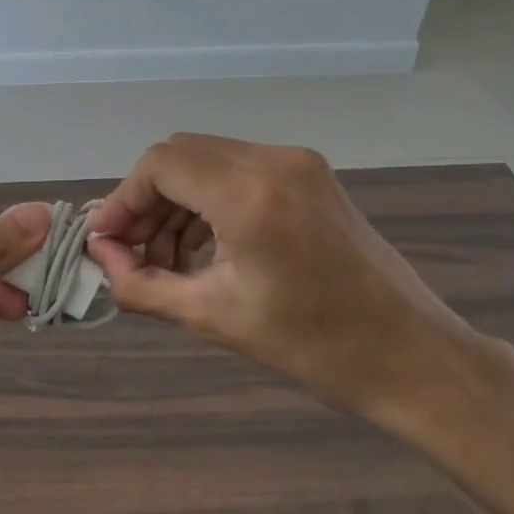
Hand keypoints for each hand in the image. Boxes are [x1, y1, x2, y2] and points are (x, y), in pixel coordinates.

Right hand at [87, 134, 484, 424]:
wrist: (413, 357)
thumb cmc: (314, 347)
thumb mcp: (214, 317)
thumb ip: (142, 284)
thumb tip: (100, 256)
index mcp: (251, 195)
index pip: (160, 165)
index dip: (122, 199)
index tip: (105, 241)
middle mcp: (274, 161)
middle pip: (180, 156)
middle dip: (146, 201)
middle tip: (130, 253)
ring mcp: (298, 164)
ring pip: (208, 161)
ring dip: (176, 203)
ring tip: (164, 260)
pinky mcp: (311, 176)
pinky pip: (238, 171)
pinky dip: (208, 202)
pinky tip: (201, 248)